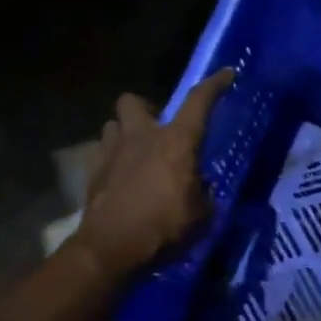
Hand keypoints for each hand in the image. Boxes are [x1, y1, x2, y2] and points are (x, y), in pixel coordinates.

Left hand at [70, 70, 232, 280]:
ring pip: (114, 124)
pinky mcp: (93, 171)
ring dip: (126, 133)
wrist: (112, 247)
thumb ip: (202, 192)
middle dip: (147, 110)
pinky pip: (102, 152)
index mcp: (176, 142)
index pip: (199, 101)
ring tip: (138, 155)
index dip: (215, 84)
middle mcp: (142, 136)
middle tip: (159, 130)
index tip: (227, 73)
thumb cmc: (165, 227)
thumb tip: (199, 186)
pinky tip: (122, 178)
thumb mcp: (202, 214)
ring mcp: (112, 151)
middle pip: (134, 101)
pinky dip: (113, 159)